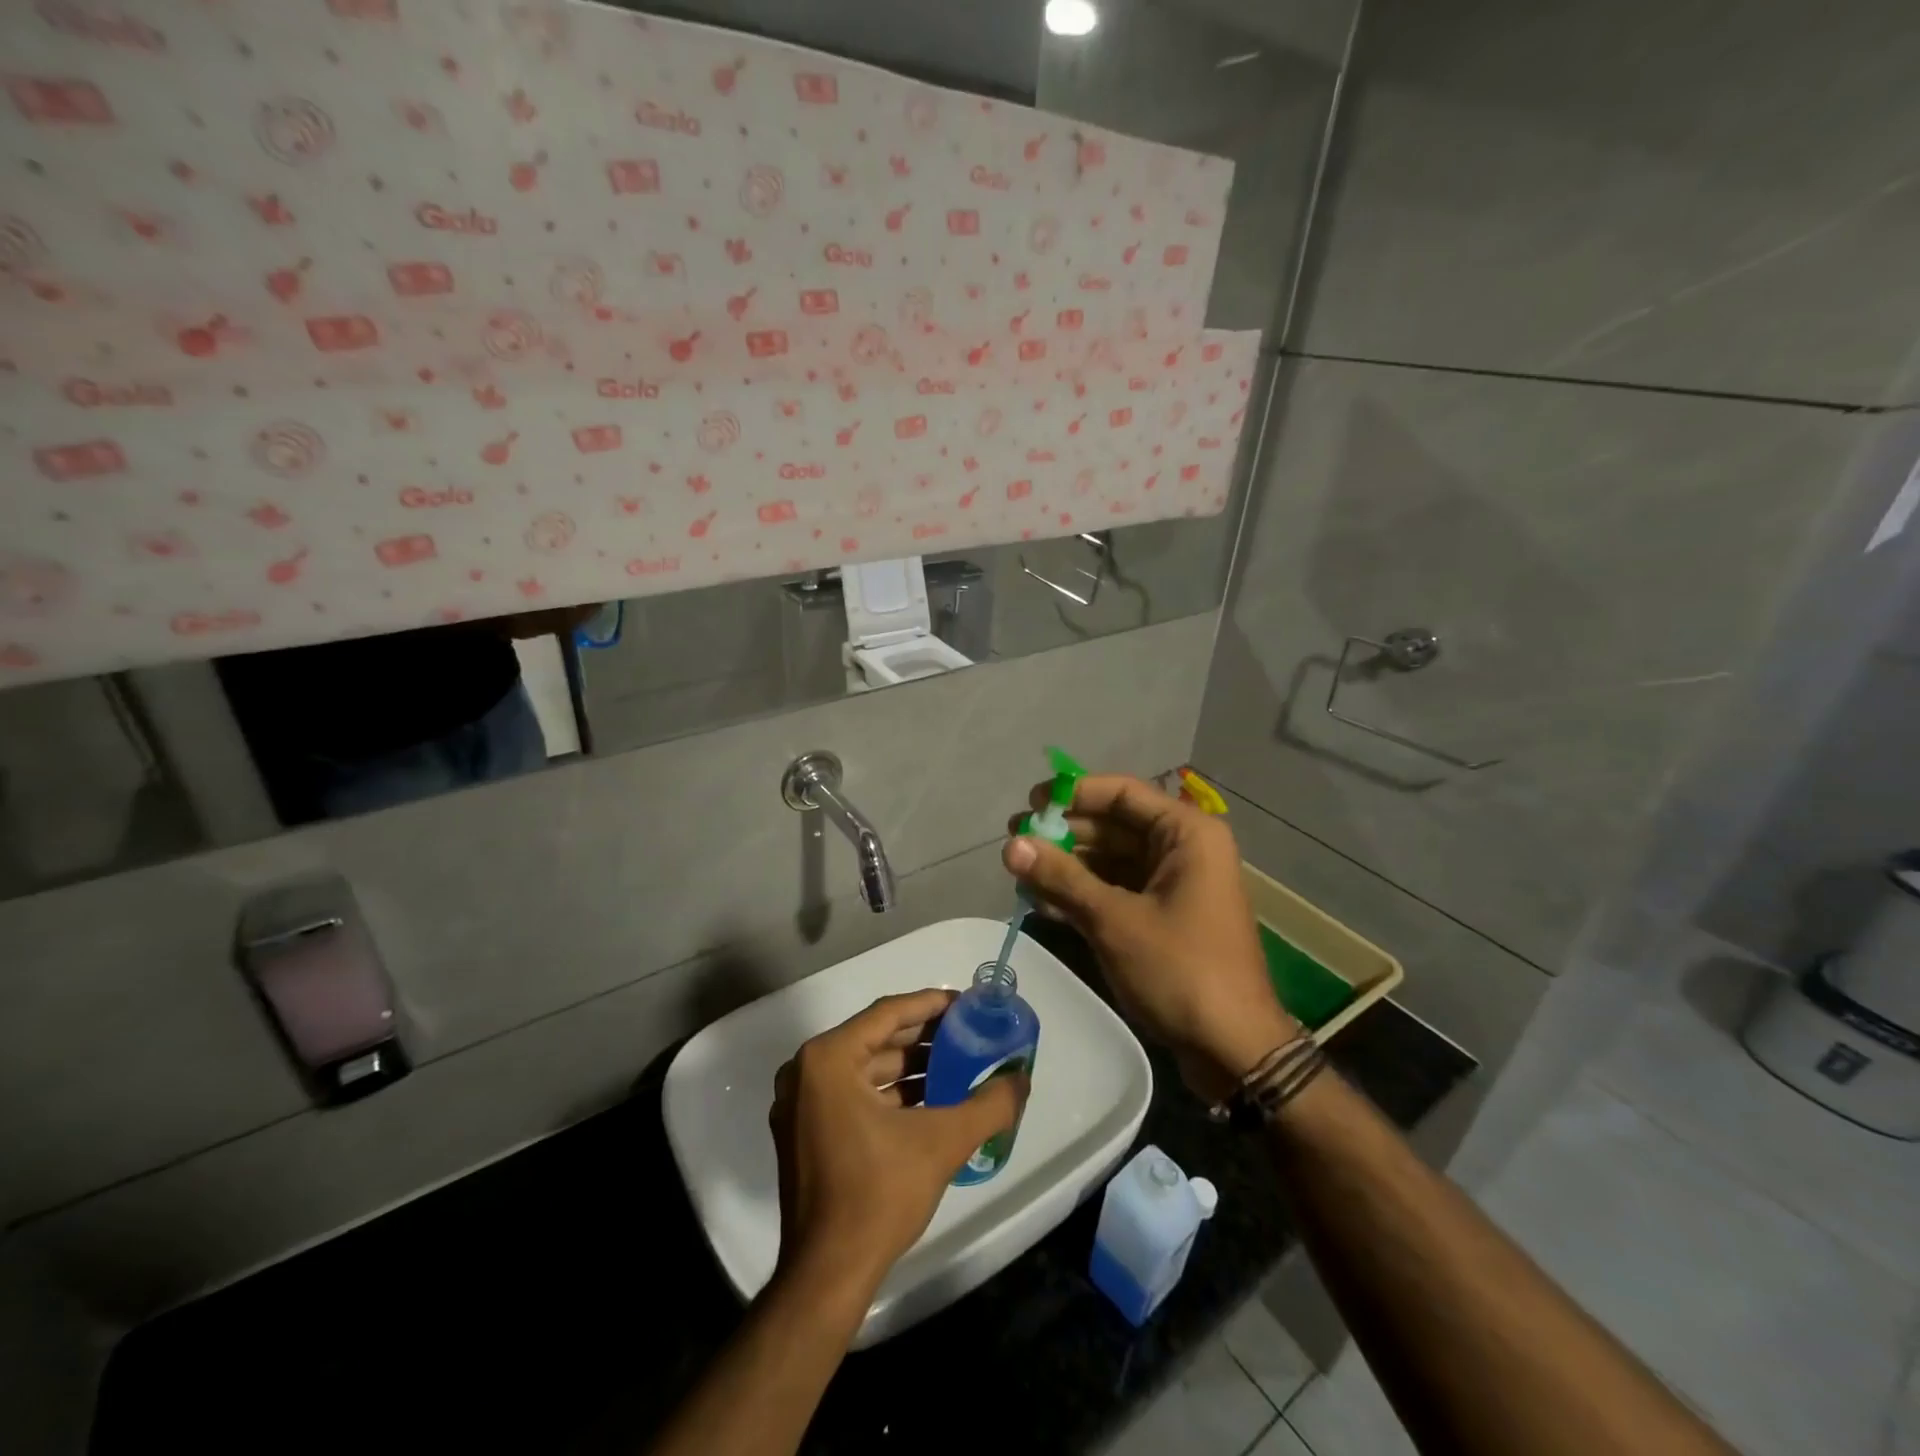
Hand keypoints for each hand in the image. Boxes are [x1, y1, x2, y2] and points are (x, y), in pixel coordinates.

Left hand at [769, 990, 1027, 1301]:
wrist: (827, 1276)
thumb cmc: (878, 1196)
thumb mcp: (943, 1143)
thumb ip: (989, 1105)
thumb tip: (1022, 1078)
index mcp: (827, 1059)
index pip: (888, 1014)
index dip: (931, 1004)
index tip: (966, 1003)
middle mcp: (805, 1071)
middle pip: (876, 1039)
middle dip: (924, 1036)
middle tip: (968, 1032)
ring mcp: (800, 1104)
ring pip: (865, 1067)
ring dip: (910, 1066)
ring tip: (956, 1064)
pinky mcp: (804, 1132)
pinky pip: (853, 1093)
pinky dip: (890, 1092)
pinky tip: (929, 1099)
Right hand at [1004, 774, 1296, 1099]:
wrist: (1233, 1049)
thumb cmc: (1180, 970)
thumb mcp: (1114, 920)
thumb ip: (1061, 877)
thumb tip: (1010, 845)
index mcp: (1186, 834)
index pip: (1123, 793)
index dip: (1074, 793)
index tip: (1031, 803)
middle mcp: (1183, 850)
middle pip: (1114, 826)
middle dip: (1064, 834)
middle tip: (1015, 843)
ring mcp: (1173, 886)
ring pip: (1110, 861)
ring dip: (1067, 867)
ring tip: (1019, 873)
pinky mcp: (1163, 917)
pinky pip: (1116, 891)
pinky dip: (1082, 894)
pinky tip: (1040, 902)